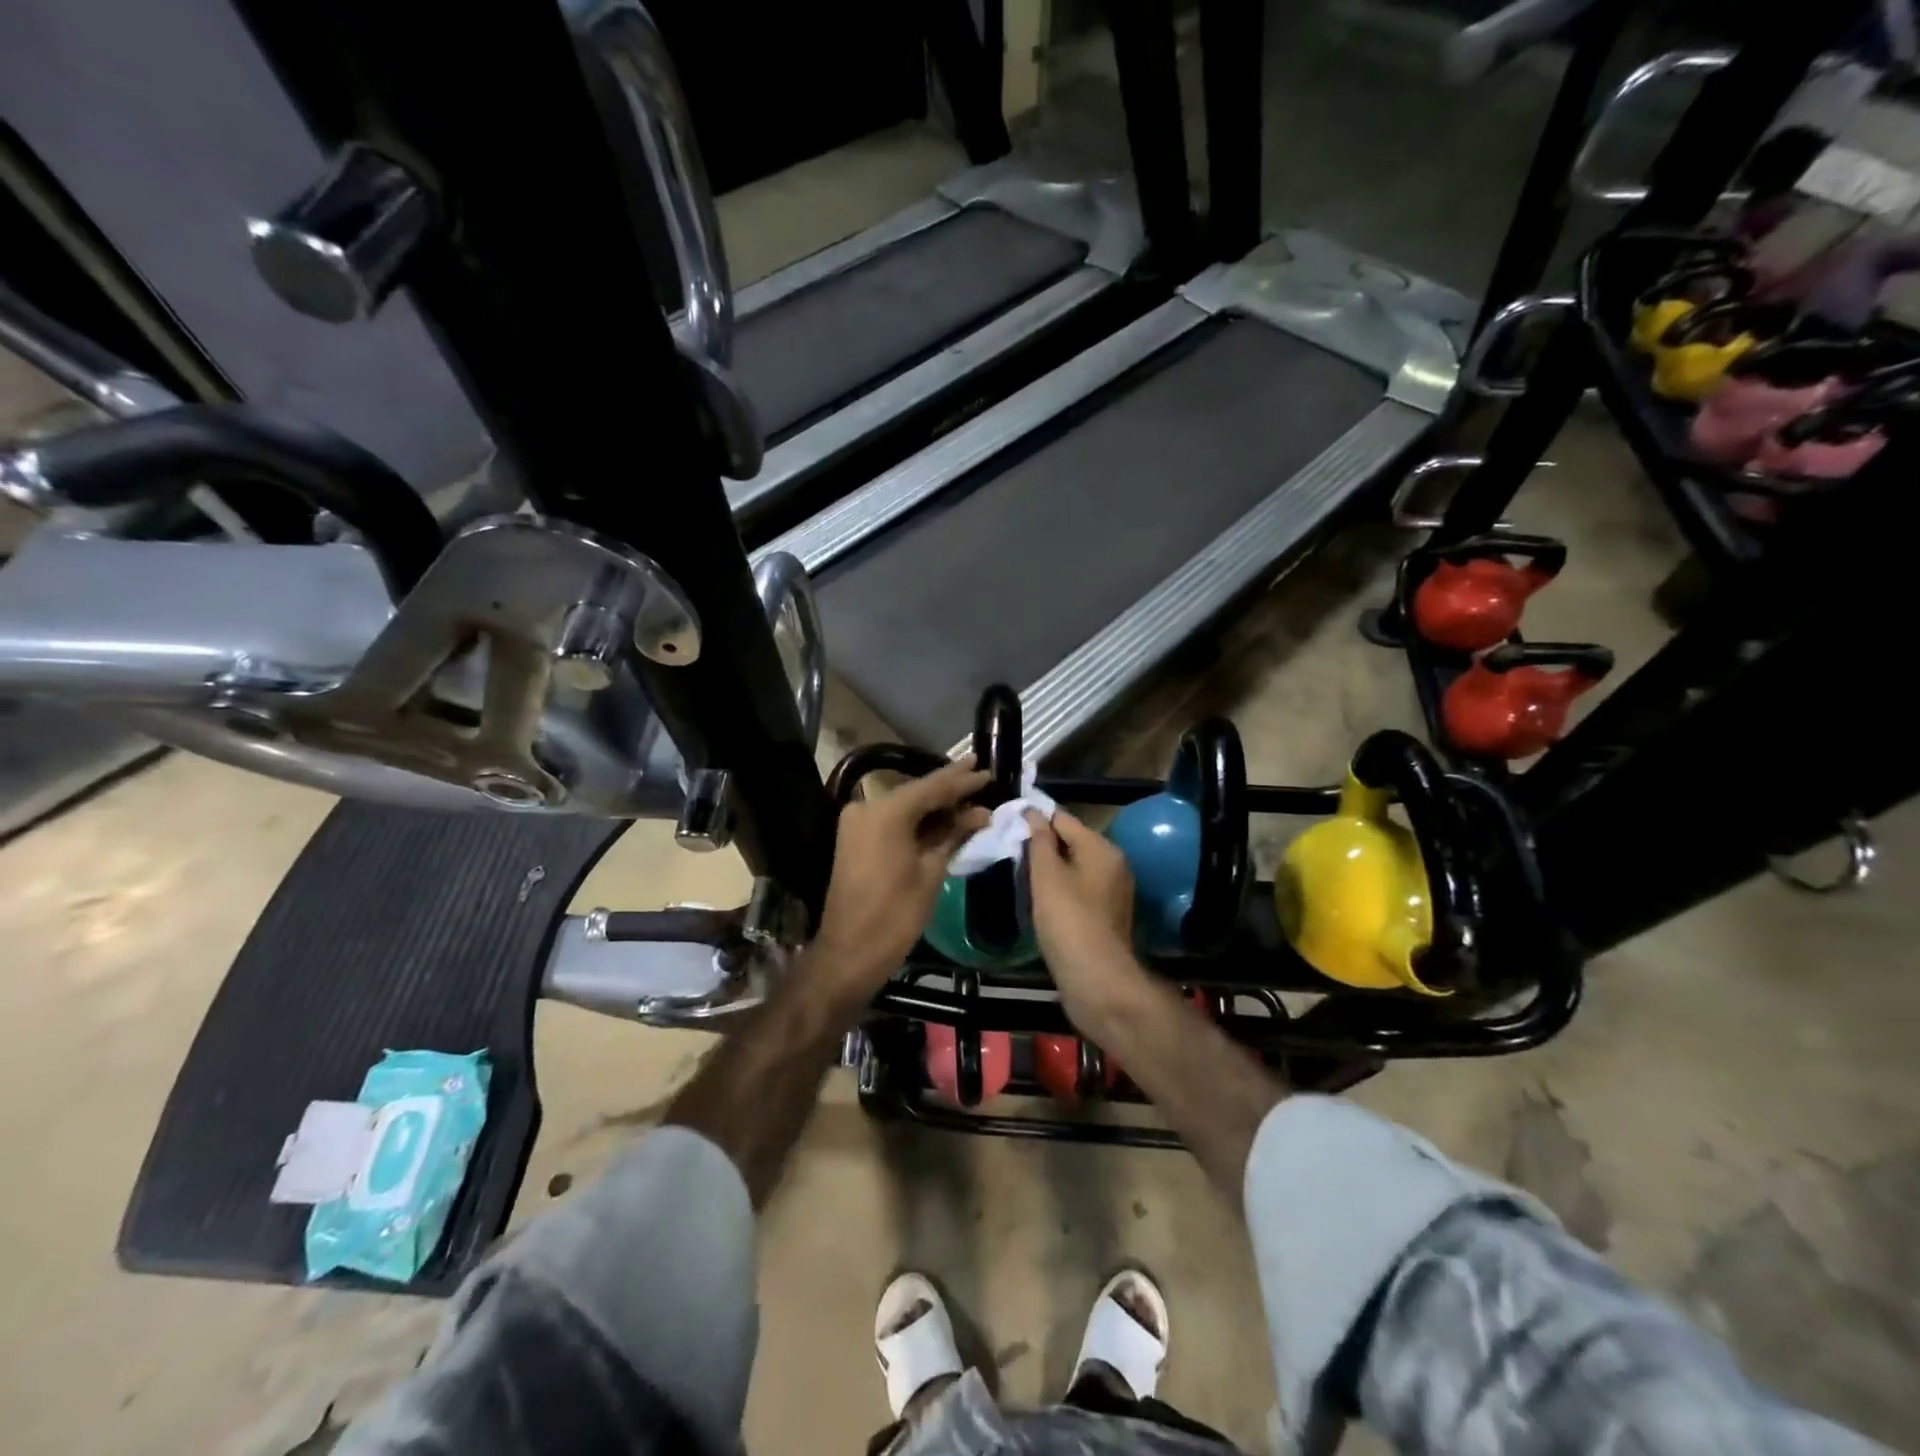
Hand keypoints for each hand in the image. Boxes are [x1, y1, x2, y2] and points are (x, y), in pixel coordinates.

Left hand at [810, 757, 991, 1000]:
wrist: (850, 952)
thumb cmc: (895, 915)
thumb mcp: (931, 872)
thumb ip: (954, 834)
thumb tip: (981, 812)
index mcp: (885, 812)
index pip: (932, 787)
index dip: (962, 780)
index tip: (988, 770)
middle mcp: (867, 807)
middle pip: (917, 791)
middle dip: (949, 785)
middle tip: (980, 771)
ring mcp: (858, 822)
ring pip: (905, 804)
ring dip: (935, 803)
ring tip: (970, 793)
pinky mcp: (856, 837)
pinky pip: (892, 819)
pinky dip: (917, 819)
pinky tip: (944, 815)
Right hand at [1024, 809, 1151, 1034]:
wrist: (1097, 980)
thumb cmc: (1068, 921)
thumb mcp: (1047, 876)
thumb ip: (1039, 841)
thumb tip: (1033, 812)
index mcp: (1102, 848)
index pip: (1063, 818)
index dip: (1035, 817)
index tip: (1007, 821)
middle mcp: (1113, 864)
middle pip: (1071, 842)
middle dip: (1042, 844)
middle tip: (1009, 848)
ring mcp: (1113, 892)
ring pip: (1074, 868)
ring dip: (1050, 869)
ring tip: (1019, 873)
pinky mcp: (1106, 916)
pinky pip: (1079, 891)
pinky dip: (1060, 890)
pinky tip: (1039, 900)